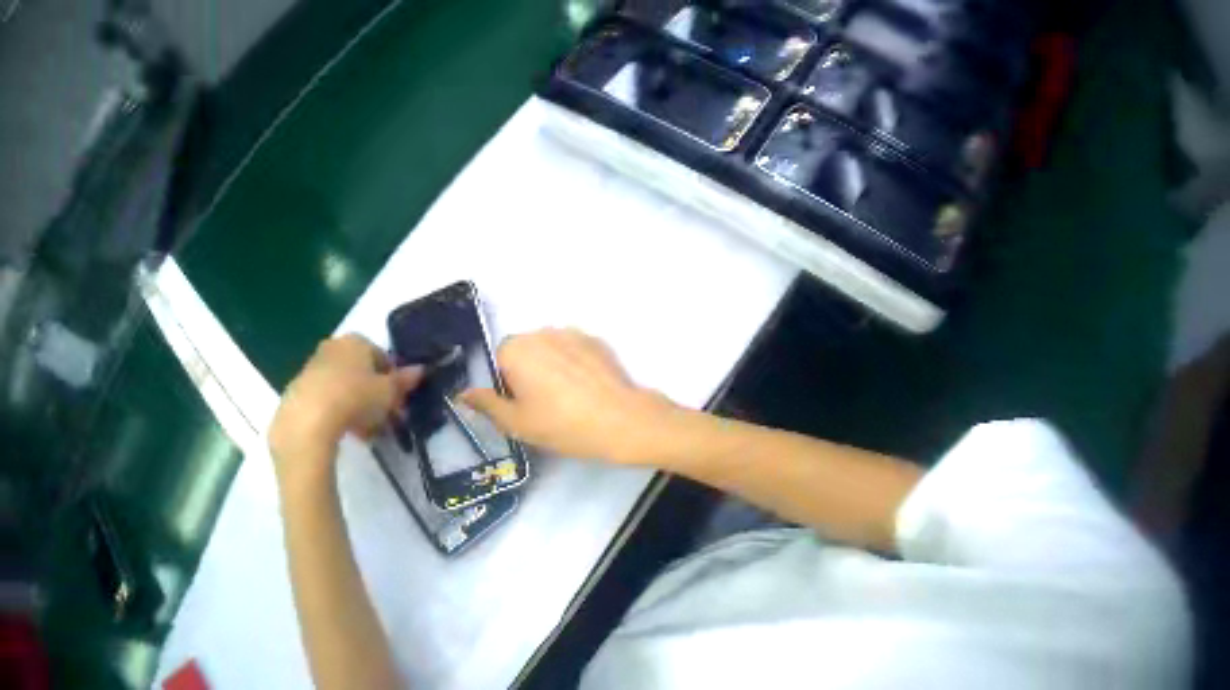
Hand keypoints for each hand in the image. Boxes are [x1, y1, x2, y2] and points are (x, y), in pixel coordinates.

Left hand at [270, 335, 422, 485]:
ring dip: (355, 407)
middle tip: (383, 420)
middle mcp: (333, 346)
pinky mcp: (298, 388)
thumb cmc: (355, 398)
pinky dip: (335, 413)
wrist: (309, 418)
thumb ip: (403, 381)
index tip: (397, 404)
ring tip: (364, 434)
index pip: (381, 357)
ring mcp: (313, 366)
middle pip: (359, 371)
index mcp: (357, 341)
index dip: (392, 381)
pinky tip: (343, 434)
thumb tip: (420, 369)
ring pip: (341, 386)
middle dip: (372, 395)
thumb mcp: (387, 393)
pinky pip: (324, 399)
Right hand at [460, 328, 684, 464]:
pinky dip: (574, 366)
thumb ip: (486, 404)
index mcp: (515, 349)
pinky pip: (574, 351)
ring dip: (551, 368)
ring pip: (550, 350)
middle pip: (523, 352)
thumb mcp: (517, 423)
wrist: (621, 421)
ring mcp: (572, 333)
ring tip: (568, 400)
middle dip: (527, 374)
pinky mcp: (597, 341)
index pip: (498, 362)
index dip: (506, 386)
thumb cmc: (562, 424)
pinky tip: (586, 392)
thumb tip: (463, 393)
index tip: (521, 408)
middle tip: (543, 407)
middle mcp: (540, 332)